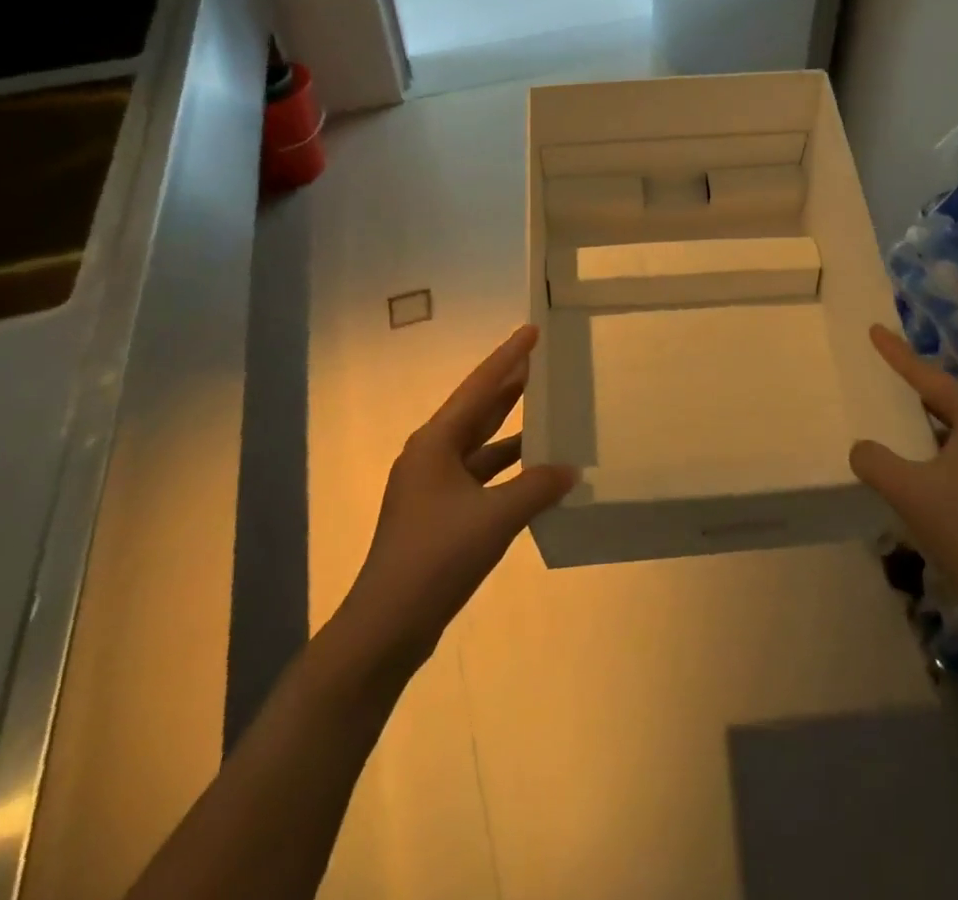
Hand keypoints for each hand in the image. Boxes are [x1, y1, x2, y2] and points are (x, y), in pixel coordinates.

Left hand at [338, 326, 575, 673]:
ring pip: (480, 445)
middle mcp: (431, 455)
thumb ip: (537, 488)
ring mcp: (433, 486)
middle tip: (542, 361)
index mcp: (435, 443)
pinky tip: (535, 473)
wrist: (387, 626)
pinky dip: (507, 470)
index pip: (479, 388)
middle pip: (477, 410)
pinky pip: (481, 477)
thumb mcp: (494, 518)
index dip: (507, 357)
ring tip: (546, 409)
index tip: (531, 331)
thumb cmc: (436, 558)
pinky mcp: (440, 514)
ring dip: (511, 429)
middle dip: (509, 386)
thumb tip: (570, 469)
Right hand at [849, 325, 957, 641]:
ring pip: (957, 431)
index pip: (928, 377)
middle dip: (913, 390)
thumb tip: (862, 449)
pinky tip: (921, 472)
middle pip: (946, 401)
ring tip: (896, 422)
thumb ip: (874, 460)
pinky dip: (939, 453)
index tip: (875, 329)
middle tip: (883, 375)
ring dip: (926, 427)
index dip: (897, 354)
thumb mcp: (907, 490)